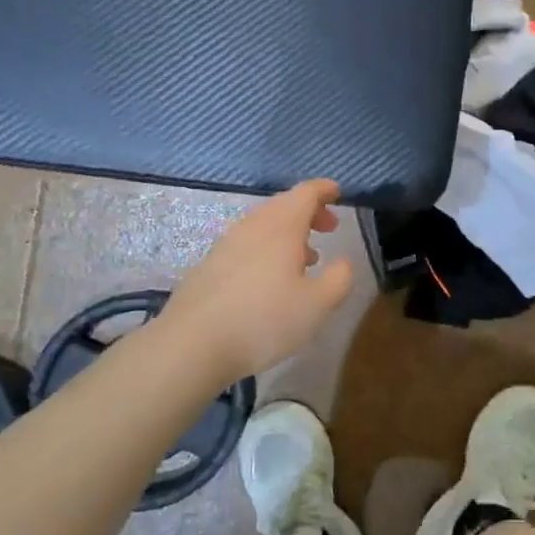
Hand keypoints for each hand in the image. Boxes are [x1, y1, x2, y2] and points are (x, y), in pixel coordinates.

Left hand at [157, 179, 355, 384]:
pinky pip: (246, 244)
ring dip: (288, 233)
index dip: (324, 189)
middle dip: (309, 211)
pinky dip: (267, 249)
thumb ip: (339, 279)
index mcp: (282, 227)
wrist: (192, 344)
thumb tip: (343, 262)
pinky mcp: (209, 265)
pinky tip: (270, 279)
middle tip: (328, 227)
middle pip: (283, 205)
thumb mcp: (317, 305)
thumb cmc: (264, 320)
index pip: (306, 193)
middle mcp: (253, 226)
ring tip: (305, 259)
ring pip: (263, 225)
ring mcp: (226, 244)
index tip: (337, 192)